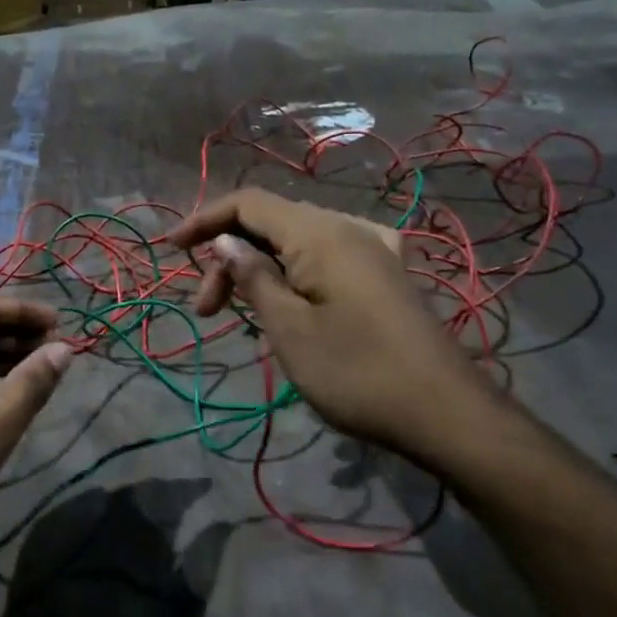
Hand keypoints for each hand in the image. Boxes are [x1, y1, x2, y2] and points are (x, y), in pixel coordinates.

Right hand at [166, 190, 484, 463]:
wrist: (446, 413)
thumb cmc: (357, 372)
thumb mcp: (289, 329)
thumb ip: (252, 277)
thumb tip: (224, 242)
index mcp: (319, 232)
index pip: (247, 203)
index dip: (203, 220)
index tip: (170, 250)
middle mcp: (346, 227)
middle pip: (270, 223)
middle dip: (229, 258)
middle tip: (207, 313)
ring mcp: (371, 249)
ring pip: (296, 243)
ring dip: (259, 271)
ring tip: (244, 319)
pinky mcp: (384, 274)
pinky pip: (324, 258)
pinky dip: (292, 276)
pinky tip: (289, 306)